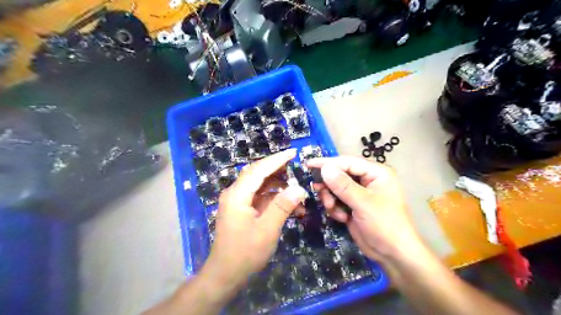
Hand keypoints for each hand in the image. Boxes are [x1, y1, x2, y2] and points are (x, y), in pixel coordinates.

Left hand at [200, 149, 306, 290]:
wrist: (225, 275)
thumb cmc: (245, 253)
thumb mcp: (267, 230)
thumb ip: (282, 206)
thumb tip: (299, 188)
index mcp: (237, 195)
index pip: (259, 170)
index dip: (277, 160)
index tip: (293, 153)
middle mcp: (235, 193)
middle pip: (257, 174)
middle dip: (277, 169)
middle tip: (296, 166)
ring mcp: (238, 202)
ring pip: (259, 185)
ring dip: (278, 185)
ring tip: (296, 187)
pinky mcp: (242, 210)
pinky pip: (259, 197)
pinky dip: (274, 198)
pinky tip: (288, 204)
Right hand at [306, 157, 425, 264]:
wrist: (393, 254)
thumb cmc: (384, 224)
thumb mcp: (363, 203)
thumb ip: (343, 185)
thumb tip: (325, 168)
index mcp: (376, 173)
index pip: (348, 162)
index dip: (328, 163)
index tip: (309, 164)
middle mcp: (368, 180)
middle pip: (340, 174)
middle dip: (329, 185)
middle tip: (318, 190)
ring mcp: (360, 194)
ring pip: (336, 188)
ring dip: (331, 199)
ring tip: (333, 209)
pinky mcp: (353, 206)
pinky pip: (337, 200)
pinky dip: (335, 208)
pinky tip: (342, 218)